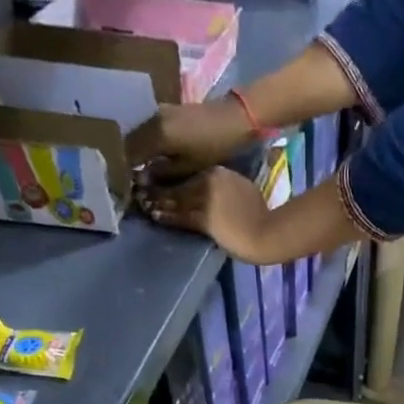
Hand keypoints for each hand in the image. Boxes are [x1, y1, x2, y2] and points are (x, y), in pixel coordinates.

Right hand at [127, 99, 252, 181]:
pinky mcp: (165, 109)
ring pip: (137, 133)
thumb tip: (140, 180)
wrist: (231, 119)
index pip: (129, 153)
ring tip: (137, 169)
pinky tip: (148, 154)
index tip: (125, 185)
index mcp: (156, 134)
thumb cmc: (212, 147)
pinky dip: (144, 141)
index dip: (125, 170)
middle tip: (129, 179)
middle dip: (127, 160)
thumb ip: (162, 173)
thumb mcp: (187, 167)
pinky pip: (146, 127)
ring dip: (135, 150)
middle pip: (130, 141)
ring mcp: (157, 111)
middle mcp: (152, 119)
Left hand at [139, 167, 271, 261]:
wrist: (265, 232)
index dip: (170, 176)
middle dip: (157, 186)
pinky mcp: (204, 219)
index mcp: (217, 172)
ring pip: (174, 199)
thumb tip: (216, 191)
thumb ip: (225, 186)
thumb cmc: (258, 213)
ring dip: (156, 201)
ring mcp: (205, 199)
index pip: (188, 173)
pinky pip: (179, 217)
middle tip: (139, 187)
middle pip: (177, 183)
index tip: (157, 177)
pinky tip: (153, 215)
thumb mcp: (242, 189)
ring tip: (141, 201)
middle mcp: (207, 181)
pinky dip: (165, 216)